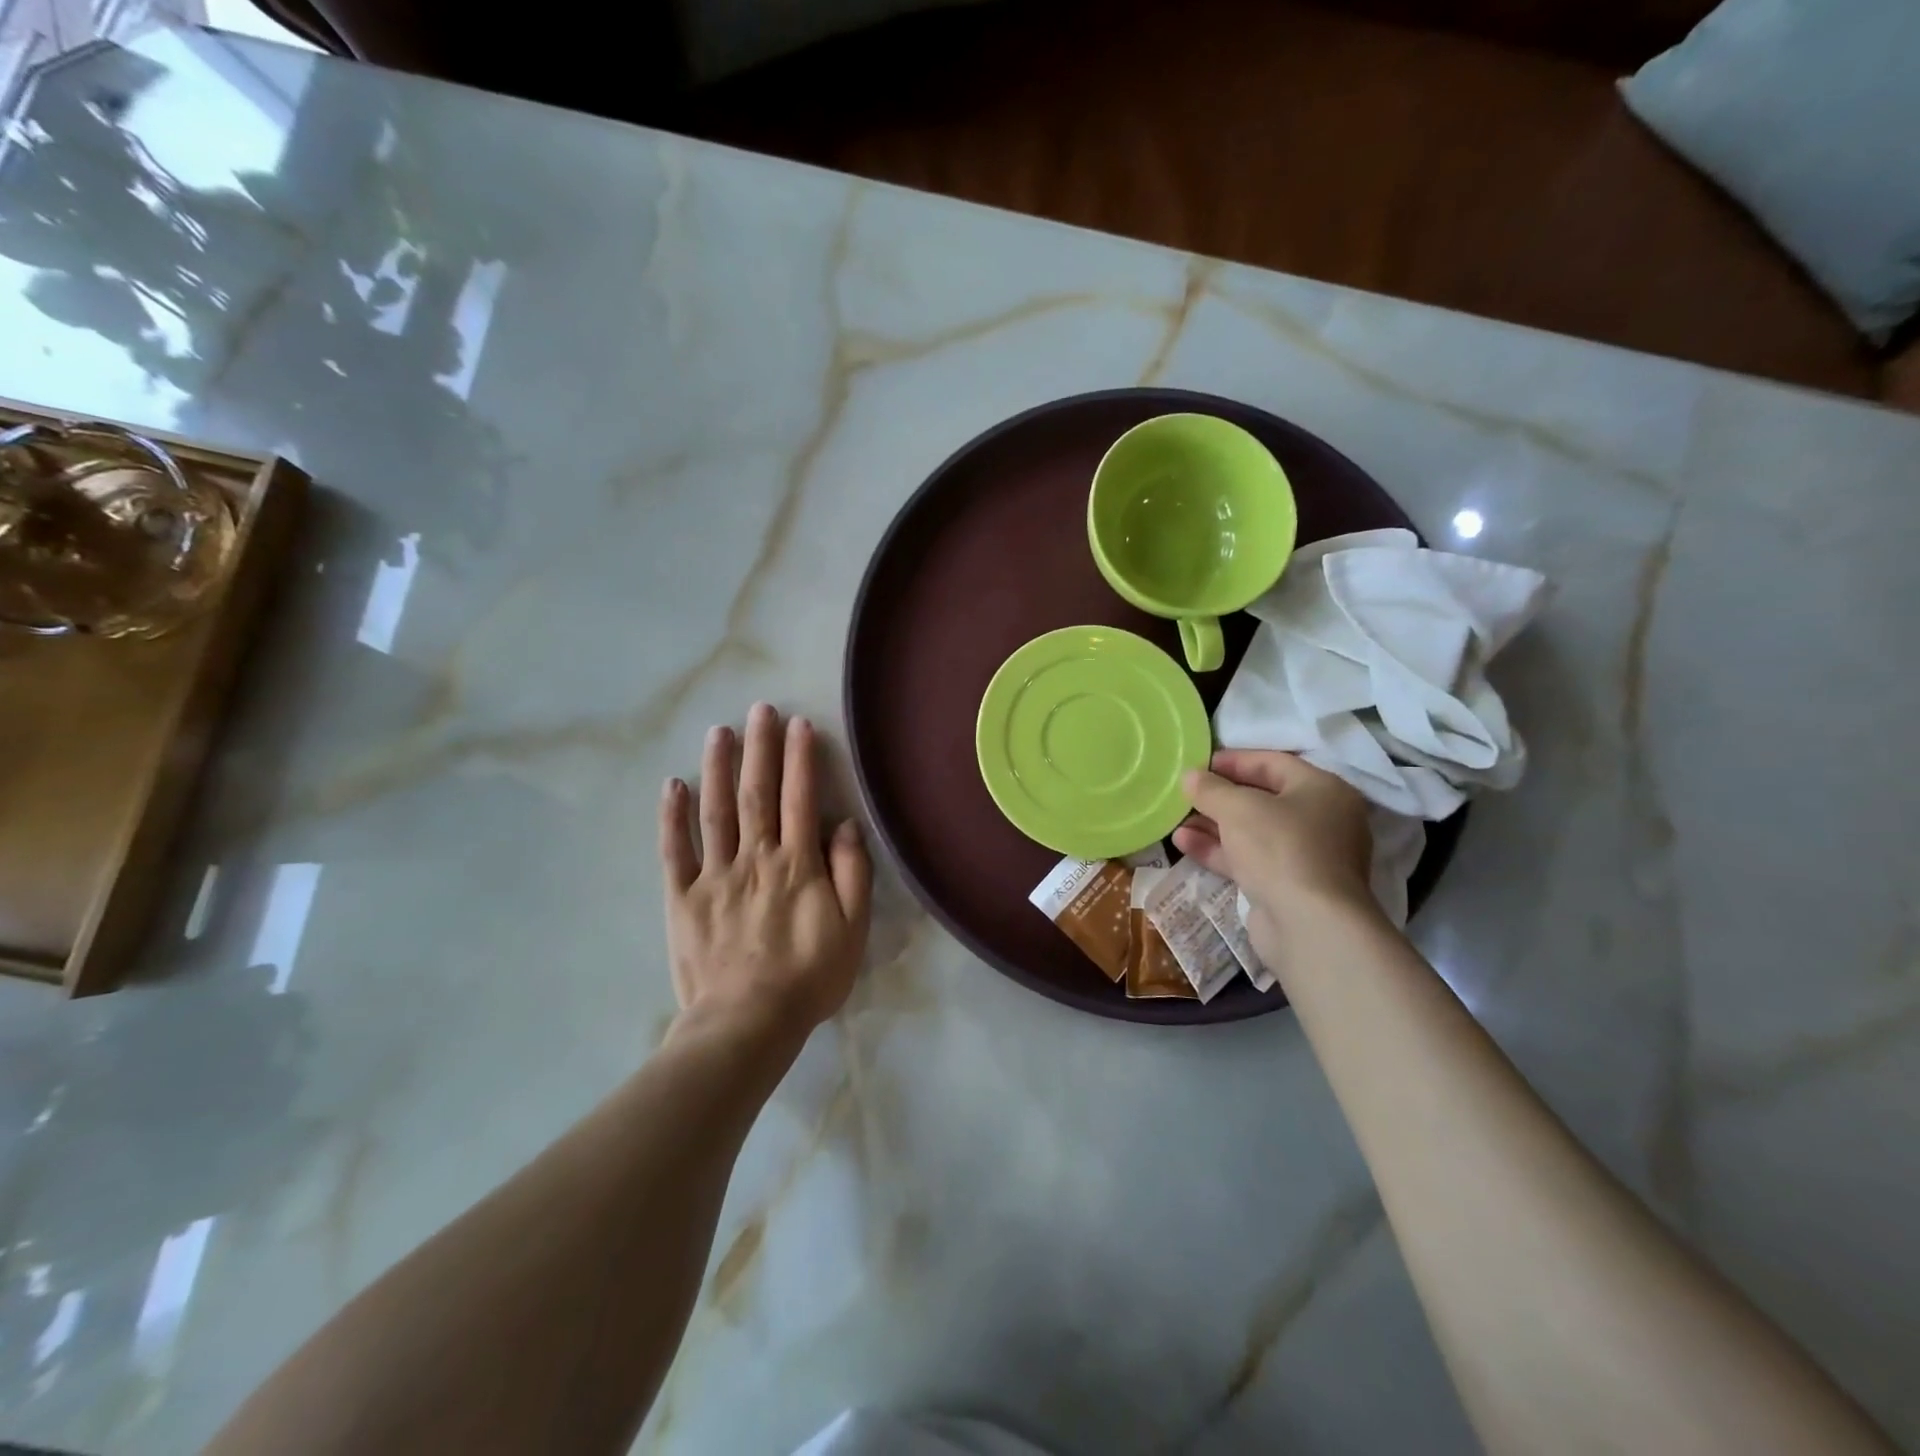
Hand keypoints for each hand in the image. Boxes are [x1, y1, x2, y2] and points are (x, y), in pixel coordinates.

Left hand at [659, 703, 871, 1037]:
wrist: (746, 1024)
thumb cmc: (808, 978)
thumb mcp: (852, 930)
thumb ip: (852, 874)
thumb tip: (843, 826)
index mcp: (797, 864)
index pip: (800, 799)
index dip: (800, 759)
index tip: (799, 724)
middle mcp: (755, 858)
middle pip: (757, 793)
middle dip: (760, 748)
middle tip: (759, 709)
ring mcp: (714, 876)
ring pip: (716, 811)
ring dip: (718, 768)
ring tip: (719, 731)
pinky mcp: (683, 898)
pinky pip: (675, 851)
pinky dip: (672, 817)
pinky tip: (673, 785)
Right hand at [1173, 750, 1377, 959]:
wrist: (1309, 925)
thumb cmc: (1281, 848)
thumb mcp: (1238, 808)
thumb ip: (1211, 789)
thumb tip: (1190, 776)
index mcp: (1322, 790)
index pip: (1272, 762)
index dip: (1232, 761)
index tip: (1197, 764)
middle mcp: (1321, 820)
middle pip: (1262, 798)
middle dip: (1219, 797)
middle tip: (1184, 793)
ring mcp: (1306, 856)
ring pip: (1252, 832)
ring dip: (1213, 825)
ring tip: (1176, 819)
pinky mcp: (1288, 886)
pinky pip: (1250, 859)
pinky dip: (1219, 850)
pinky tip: (1184, 843)